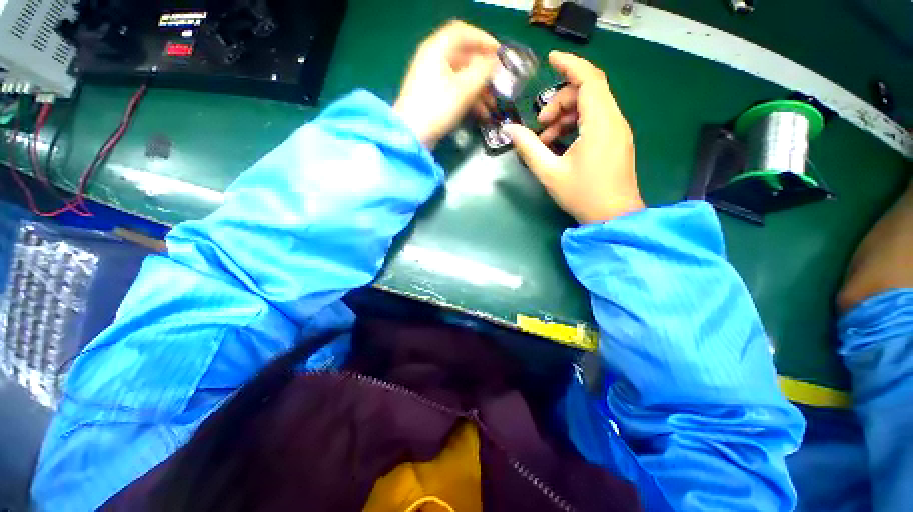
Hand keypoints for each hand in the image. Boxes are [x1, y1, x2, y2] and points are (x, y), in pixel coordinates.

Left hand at [394, 21, 498, 148]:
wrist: (413, 134)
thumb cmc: (437, 107)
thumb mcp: (464, 88)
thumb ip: (483, 70)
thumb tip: (496, 62)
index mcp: (437, 49)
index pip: (463, 33)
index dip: (484, 39)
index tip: (501, 53)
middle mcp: (434, 60)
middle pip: (464, 57)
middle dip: (484, 71)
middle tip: (501, 82)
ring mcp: (433, 79)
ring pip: (462, 77)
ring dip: (479, 89)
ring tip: (493, 104)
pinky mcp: (434, 97)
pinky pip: (456, 91)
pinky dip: (470, 99)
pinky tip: (483, 113)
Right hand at [503, 52, 642, 224]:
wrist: (613, 217)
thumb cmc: (582, 195)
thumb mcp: (549, 172)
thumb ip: (529, 148)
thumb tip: (510, 130)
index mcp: (600, 123)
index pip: (588, 79)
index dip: (569, 64)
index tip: (550, 60)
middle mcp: (614, 120)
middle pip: (587, 92)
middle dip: (560, 101)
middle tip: (540, 124)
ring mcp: (617, 131)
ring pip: (591, 106)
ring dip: (566, 115)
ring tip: (546, 139)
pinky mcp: (616, 141)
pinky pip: (596, 120)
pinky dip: (576, 125)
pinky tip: (560, 144)